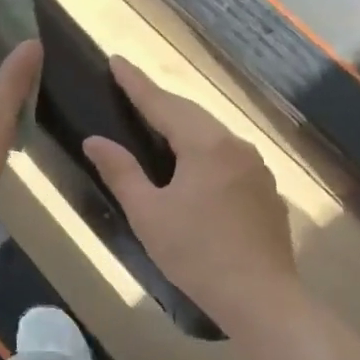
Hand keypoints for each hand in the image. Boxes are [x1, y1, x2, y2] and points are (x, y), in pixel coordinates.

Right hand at [82, 57, 297, 325]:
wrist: (262, 298)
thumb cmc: (196, 254)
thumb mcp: (148, 213)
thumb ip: (121, 172)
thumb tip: (94, 141)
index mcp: (205, 145)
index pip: (162, 104)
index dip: (136, 84)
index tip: (116, 61)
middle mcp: (235, 146)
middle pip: (190, 113)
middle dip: (159, 99)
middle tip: (130, 86)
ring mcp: (255, 167)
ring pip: (211, 132)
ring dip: (182, 122)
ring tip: (155, 118)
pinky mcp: (264, 189)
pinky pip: (225, 153)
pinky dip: (201, 146)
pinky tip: (190, 159)